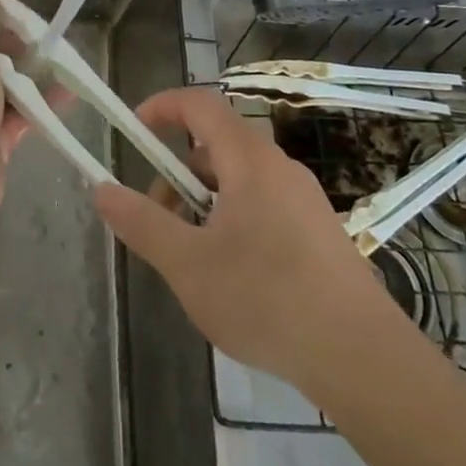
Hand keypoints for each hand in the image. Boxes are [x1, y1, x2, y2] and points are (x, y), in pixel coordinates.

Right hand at [93, 88, 395, 393]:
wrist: (364, 360)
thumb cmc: (267, 299)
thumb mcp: (189, 264)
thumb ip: (141, 223)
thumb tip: (101, 189)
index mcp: (250, 161)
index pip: (201, 104)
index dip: (162, 107)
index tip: (133, 131)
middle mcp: (279, 169)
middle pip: (216, 146)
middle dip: (176, 173)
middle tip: (157, 218)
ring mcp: (305, 202)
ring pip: (239, 181)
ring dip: (203, 202)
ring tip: (192, 257)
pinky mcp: (320, 235)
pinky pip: (263, 207)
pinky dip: (232, 221)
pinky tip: (232, 277)